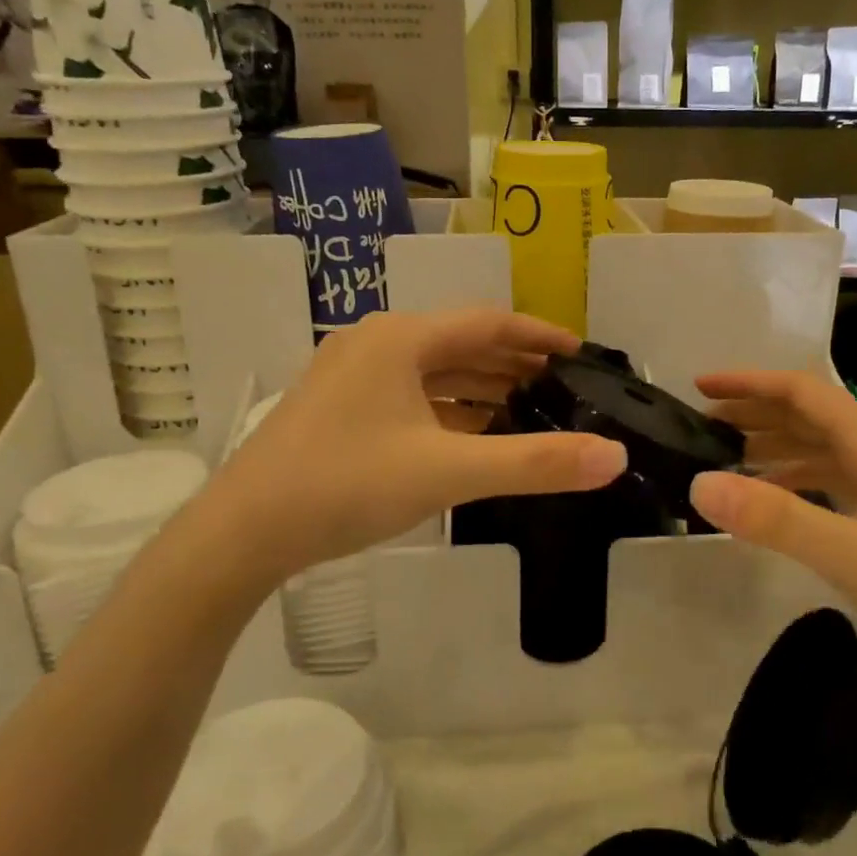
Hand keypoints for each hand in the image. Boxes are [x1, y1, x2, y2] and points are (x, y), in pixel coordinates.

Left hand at [216, 309, 627, 580]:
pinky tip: (471, 436)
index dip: (538, 337)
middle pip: (461, 344)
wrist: (242, 532)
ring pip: (432, 373)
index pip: (488, 323)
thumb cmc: (347, 485)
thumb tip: (614, 456)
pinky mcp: (338, 409)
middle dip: (513, 366)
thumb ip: (535, 463)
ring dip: (480, 389)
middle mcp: (376, 344)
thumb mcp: (449, 472)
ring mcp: (351, 376)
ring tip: (527, 411)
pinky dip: (447, 411)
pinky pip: (409, 397)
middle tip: (562, 389)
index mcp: (401, 339)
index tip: (579, 353)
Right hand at [687, 371, 856, 701]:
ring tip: (724, 460)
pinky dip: (796, 480)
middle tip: (699, 426)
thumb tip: (700, 483)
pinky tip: (774, 501)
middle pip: (811, 415)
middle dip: (754, 412)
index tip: (699, 387)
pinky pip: (835, 481)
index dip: (748, 383)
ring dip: (773, 446)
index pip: (803, 392)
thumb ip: (778, 520)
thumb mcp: (856, 558)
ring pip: (822, 449)